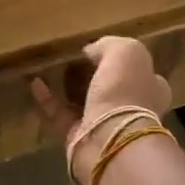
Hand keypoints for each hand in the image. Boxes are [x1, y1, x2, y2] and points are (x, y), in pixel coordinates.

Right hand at [31, 36, 172, 184]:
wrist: (110, 140)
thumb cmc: (125, 92)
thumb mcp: (126, 52)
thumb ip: (109, 45)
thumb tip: (91, 51)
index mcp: (150, 87)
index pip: (139, 70)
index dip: (120, 59)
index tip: (97, 49)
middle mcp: (131, 107)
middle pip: (110, 86)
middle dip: (92, 74)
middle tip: (70, 58)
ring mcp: (105, 124)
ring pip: (84, 101)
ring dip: (66, 86)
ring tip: (48, 67)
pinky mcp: (79, 137)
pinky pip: (60, 114)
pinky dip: (47, 98)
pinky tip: (34, 82)